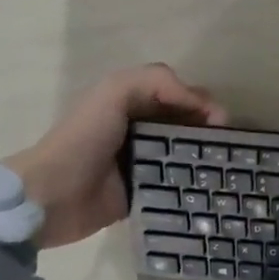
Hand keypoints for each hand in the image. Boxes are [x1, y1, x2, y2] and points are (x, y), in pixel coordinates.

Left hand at [4, 64, 225, 248]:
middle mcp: (140, 130)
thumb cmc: (83, 140)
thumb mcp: (114, 93)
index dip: (202, 103)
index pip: (179, 94)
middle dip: (209, 129)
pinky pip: (176, 184)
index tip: (221, 122)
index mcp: (132, 102)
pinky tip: (210, 187)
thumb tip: (202, 105)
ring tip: (225, 167)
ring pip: (185, 153)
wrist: (51, 197)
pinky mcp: (143, 193)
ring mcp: (142, 163)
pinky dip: (193, 182)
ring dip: (205, 156)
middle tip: (227, 145)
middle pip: (186, 123)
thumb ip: (157, 82)